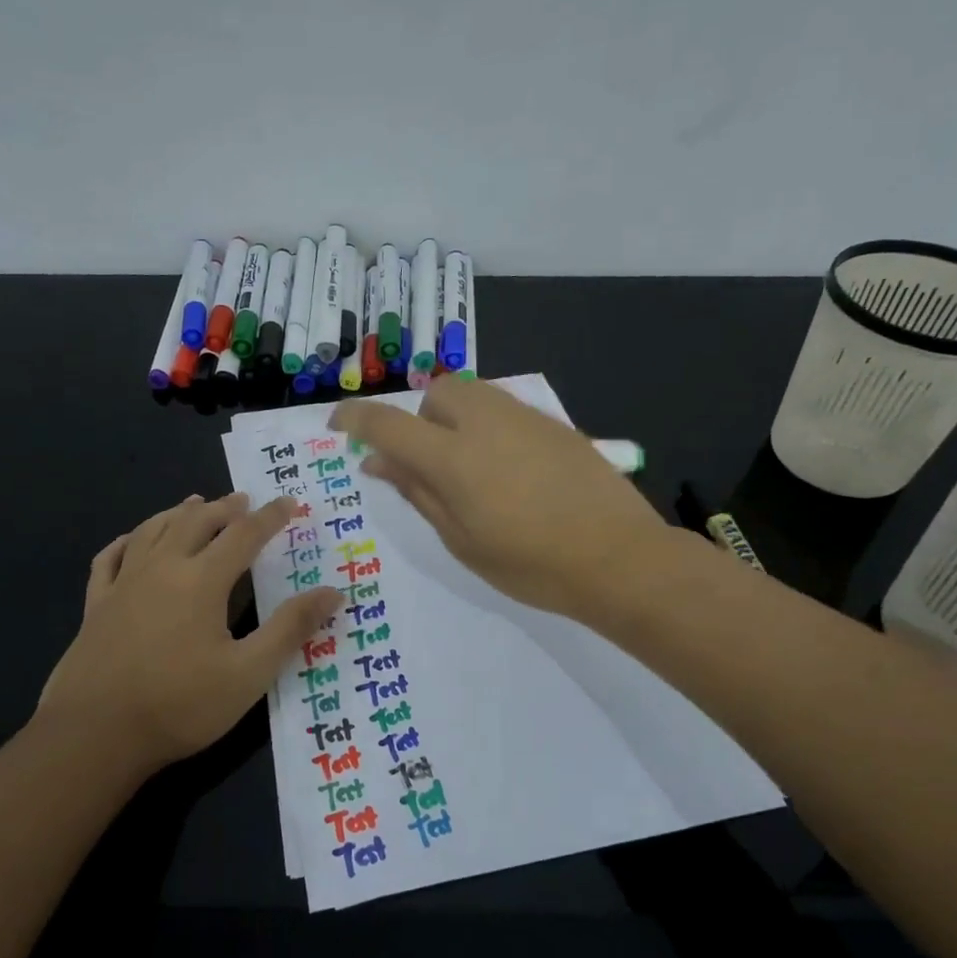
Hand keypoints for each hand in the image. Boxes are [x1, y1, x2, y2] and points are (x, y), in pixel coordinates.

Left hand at [37, 493, 341, 772]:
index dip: (270, 517)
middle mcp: (162, 568)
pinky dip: (128, 540)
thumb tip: (332, 593)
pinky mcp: (95, 605)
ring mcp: (123, 584)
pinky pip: (110, 558)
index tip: (290, 502)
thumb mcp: (249, 673)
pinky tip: (133, 539)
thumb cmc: (180, 705)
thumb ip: (290, 629)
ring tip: (195, 503)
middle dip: (224, 508)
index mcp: (202, 580)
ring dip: (179, 513)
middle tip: (243, 500)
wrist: (94, 735)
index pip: (244, 535)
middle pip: (196, 522)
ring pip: (153, 530)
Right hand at [329, 378, 676, 620]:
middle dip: (420, 420)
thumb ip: (418, 492)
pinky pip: (505, 409)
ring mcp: (525, 418)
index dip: (355, 419)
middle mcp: (485, 423)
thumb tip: (378, 460)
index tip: (338, 425)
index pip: (389, 423)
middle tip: (429, 465)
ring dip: (454, 419)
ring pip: (473, 394)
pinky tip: (509, 470)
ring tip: (470, 468)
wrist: (618, 558)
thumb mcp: (462, 540)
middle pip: (436, 393)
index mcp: (453, 458)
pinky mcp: (554, 424)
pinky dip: (488, 426)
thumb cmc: (530, 564)